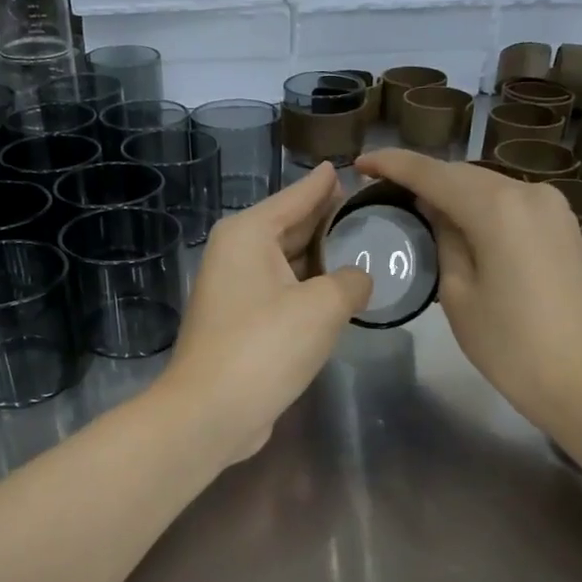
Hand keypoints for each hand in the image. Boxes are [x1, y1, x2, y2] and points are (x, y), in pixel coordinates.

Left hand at [154, 164, 372, 466]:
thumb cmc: (265, 347)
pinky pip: (282, 293)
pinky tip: (338, 293)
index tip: (350, 169)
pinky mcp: (239, 324)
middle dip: (327, 220)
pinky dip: (308, 290)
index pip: (296, 197)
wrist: (211, 412)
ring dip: (320, 259)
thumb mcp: (321, 306)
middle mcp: (236, 255)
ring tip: (364, 248)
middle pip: (290, 227)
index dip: (325, 185)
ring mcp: (234, 291)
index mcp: (248, 234)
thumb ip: (350, 281)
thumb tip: (358, 279)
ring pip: (287, 263)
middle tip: (370, 210)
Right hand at [356, 149, 581, 430]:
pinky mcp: (564, 228)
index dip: (393, 164)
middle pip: (463, 174)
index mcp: (497, 207)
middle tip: (383, 191)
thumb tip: (436, 213)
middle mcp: (529, 193)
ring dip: (451, 194)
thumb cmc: (513, 346)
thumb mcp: (458, 295)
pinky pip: (510, 205)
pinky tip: (459, 226)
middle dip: (422, 178)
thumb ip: (444, 241)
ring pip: (488, 188)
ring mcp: (553, 208)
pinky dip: (479, 208)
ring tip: (415, 210)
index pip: (433, 173)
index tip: (360, 163)